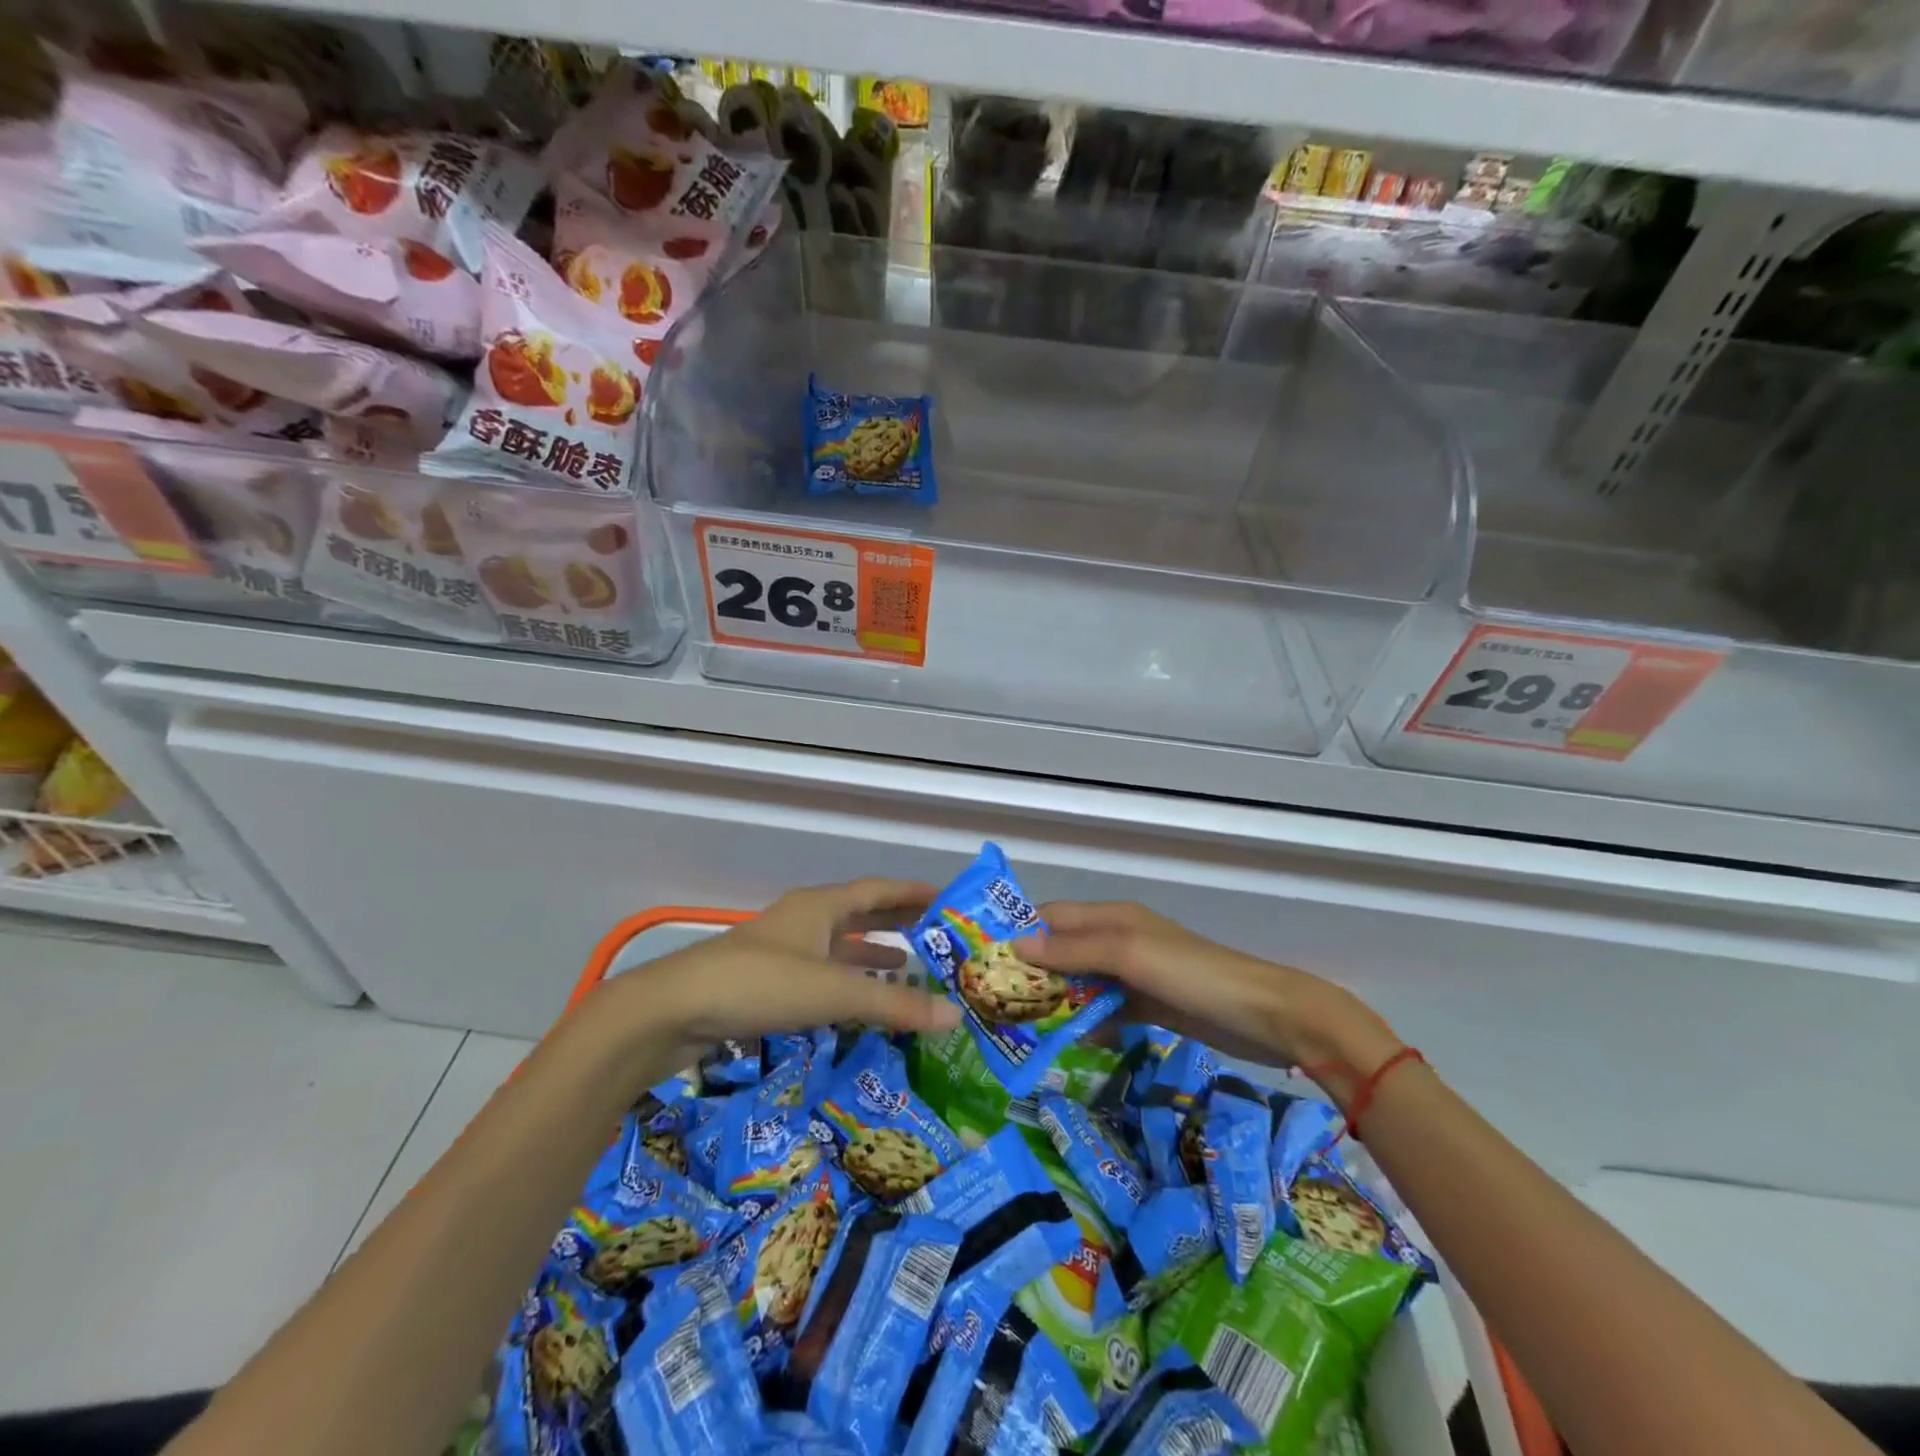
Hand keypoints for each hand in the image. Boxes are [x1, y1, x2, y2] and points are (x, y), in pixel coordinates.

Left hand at [603, 879, 960, 1051]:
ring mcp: (783, 949)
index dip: (913, 892)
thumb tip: (955, 1014)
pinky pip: (822, 971)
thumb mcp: (833, 993)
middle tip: (936, 932)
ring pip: (839, 943)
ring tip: (908, 964)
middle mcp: (804, 919)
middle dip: (897, 920)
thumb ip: (893, 1004)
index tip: (947, 897)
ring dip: (872, 950)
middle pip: (860, 912)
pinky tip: (858, 999)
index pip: (878, 890)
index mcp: (820, 906)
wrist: (675, 1009)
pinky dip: (847, 979)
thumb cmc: (760, 984)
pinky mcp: (768, 980)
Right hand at [1014, 901, 1402, 1100]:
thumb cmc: (1194, 976)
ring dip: (1056, 1001)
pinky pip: (1106, 1010)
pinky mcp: (1151, 1006)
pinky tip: (1070, 1045)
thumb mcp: (1131, 954)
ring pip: (1083, 983)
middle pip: (1064, 952)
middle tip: (993, 1004)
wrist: (1268, 1017)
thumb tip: (1017, 947)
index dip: (1019, 935)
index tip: (982, 962)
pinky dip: (1087, 1022)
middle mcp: (1120, 940)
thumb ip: (1075, 949)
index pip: (1052, 918)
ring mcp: (1136, 975)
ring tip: (1019, 1029)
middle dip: (1032, 973)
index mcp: (1113, 918)